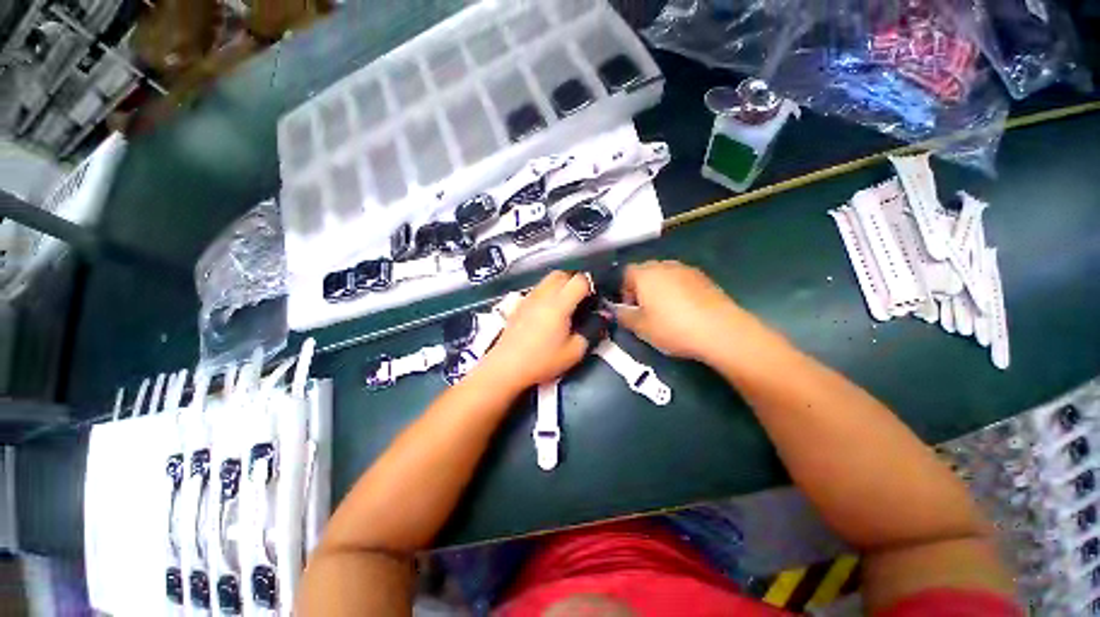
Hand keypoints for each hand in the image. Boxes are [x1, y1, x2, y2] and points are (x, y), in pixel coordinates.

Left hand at [479, 271, 591, 390]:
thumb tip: (602, 318)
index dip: (591, 285)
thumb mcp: (574, 352)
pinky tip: (547, 311)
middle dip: (575, 281)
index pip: (579, 280)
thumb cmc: (542, 361)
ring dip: (560, 285)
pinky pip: (537, 289)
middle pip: (562, 274)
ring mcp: (529, 297)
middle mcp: (543, 295)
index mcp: (559, 304)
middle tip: (581, 299)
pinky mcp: (519, 304)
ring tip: (565, 304)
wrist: (506, 366)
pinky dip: (547, 292)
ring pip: (548, 279)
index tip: (593, 299)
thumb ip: (591, 332)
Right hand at [615, 261, 747, 361]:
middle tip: (645, 310)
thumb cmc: (673, 327)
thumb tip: (616, 310)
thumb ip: (623, 315)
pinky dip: (677, 290)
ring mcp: (686, 269)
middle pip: (645, 272)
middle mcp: (664, 265)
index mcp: (645, 274)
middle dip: (641, 288)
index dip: (623, 290)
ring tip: (666, 311)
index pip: (625, 273)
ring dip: (659, 288)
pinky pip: (682, 280)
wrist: (720, 331)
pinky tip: (684, 310)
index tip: (629, 308)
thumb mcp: (640, 327)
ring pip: (664, 275)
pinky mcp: (704, 277)